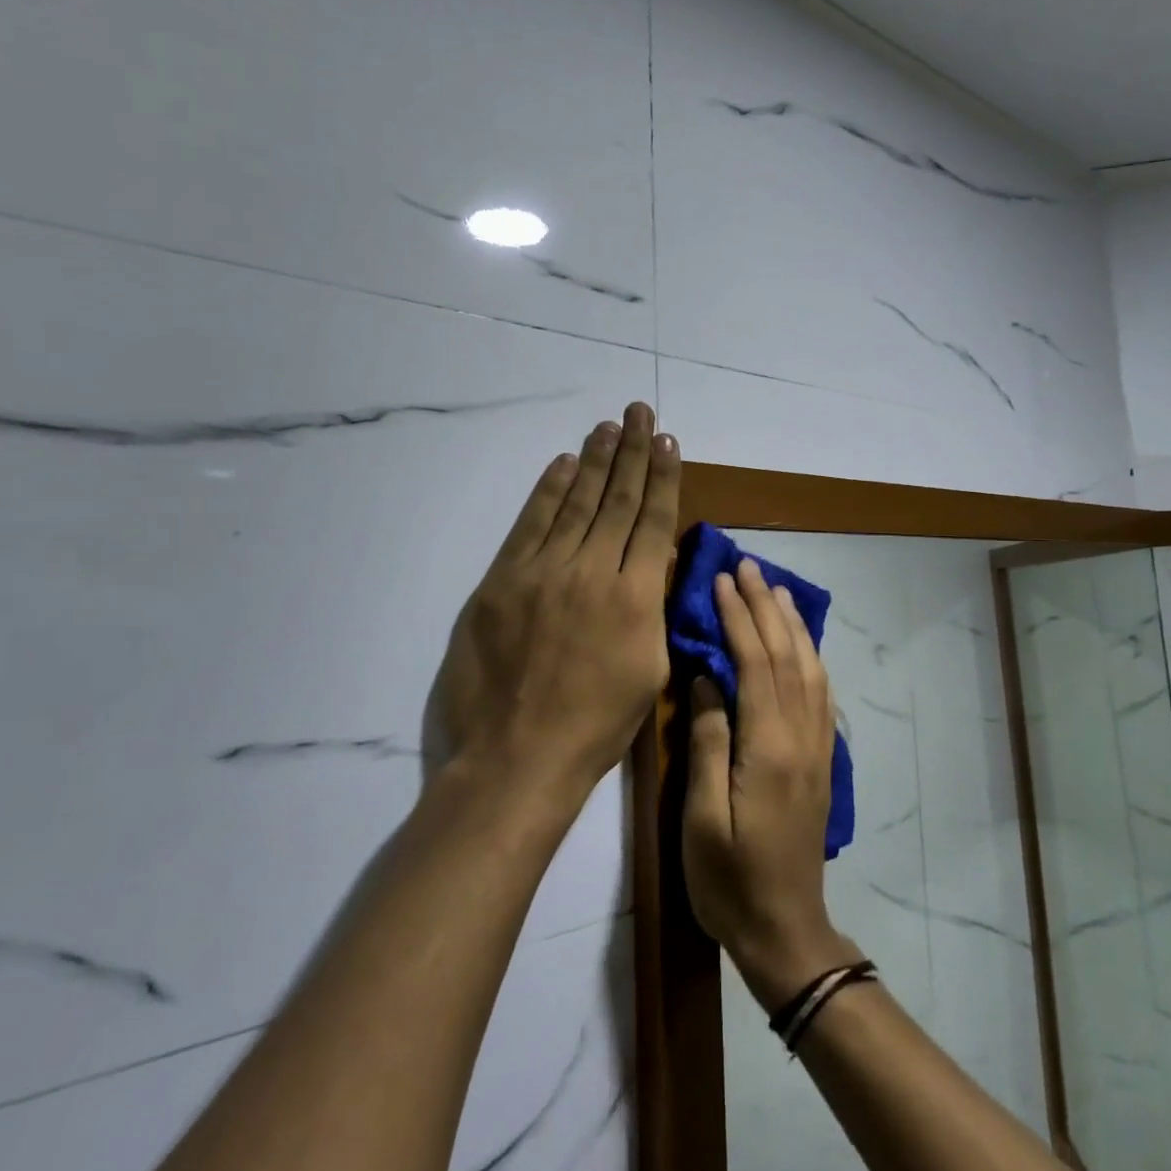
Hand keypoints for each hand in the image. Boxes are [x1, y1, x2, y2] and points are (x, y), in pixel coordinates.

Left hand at [426, 403, 679, 813]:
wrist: (517, 758)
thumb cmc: (596, 725)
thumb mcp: (649, 670)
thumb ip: (653, 609)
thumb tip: (653, 562)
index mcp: (636, 596)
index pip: (652, 520)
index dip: (662, 477)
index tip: (667, 442)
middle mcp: (592, 570)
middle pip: (616, 499)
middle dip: (632, 452)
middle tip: (640, 412)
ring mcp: (543, 571)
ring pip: (575, 502)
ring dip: (594, 460)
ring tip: (608, 426)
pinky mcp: (503, 580)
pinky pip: (530, 524)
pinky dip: (547, 491)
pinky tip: (564, 464)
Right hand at [682, 560, 862, 1009]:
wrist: (785, 929)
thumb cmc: (729, 879)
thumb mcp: (702, 817)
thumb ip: (708, 741)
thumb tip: (707, 677)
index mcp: (768, 746)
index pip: (755, 662)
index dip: (739, 617)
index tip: (722, 580)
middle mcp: (800, 736)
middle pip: (786, 655)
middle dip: (767, 606)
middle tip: (749, 566)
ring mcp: (816, 746)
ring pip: (809, 668)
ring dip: (793, 624)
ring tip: (778, 590)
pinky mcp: (821, 759)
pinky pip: (820, 692)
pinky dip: (810, 656)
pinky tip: (801, 643)